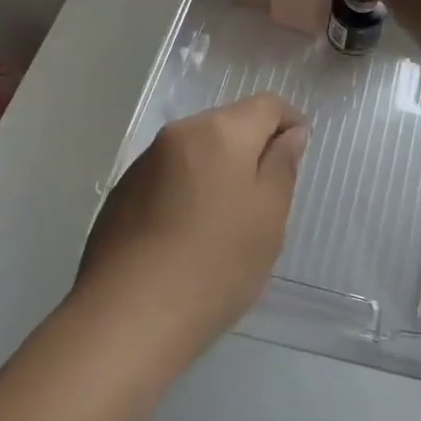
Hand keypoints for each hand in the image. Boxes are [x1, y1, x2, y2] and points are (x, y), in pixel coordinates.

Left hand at [77, 94, 307, 364]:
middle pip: (228, 123)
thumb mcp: (268, 217)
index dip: (290, 122)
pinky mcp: (122, 192)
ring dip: (218, 170)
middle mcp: (178, 134)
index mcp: (219, 132)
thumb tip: (290, 133)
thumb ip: (283, 165)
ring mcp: (143, 163)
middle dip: (252, 148)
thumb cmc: (216, 265)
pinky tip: (188, 234)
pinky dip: (188, 190)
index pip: (266, 104)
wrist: (129, 316)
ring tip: (226, 222)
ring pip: (196, 150)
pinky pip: (169, 175)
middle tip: (266, 199)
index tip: (298, 156)